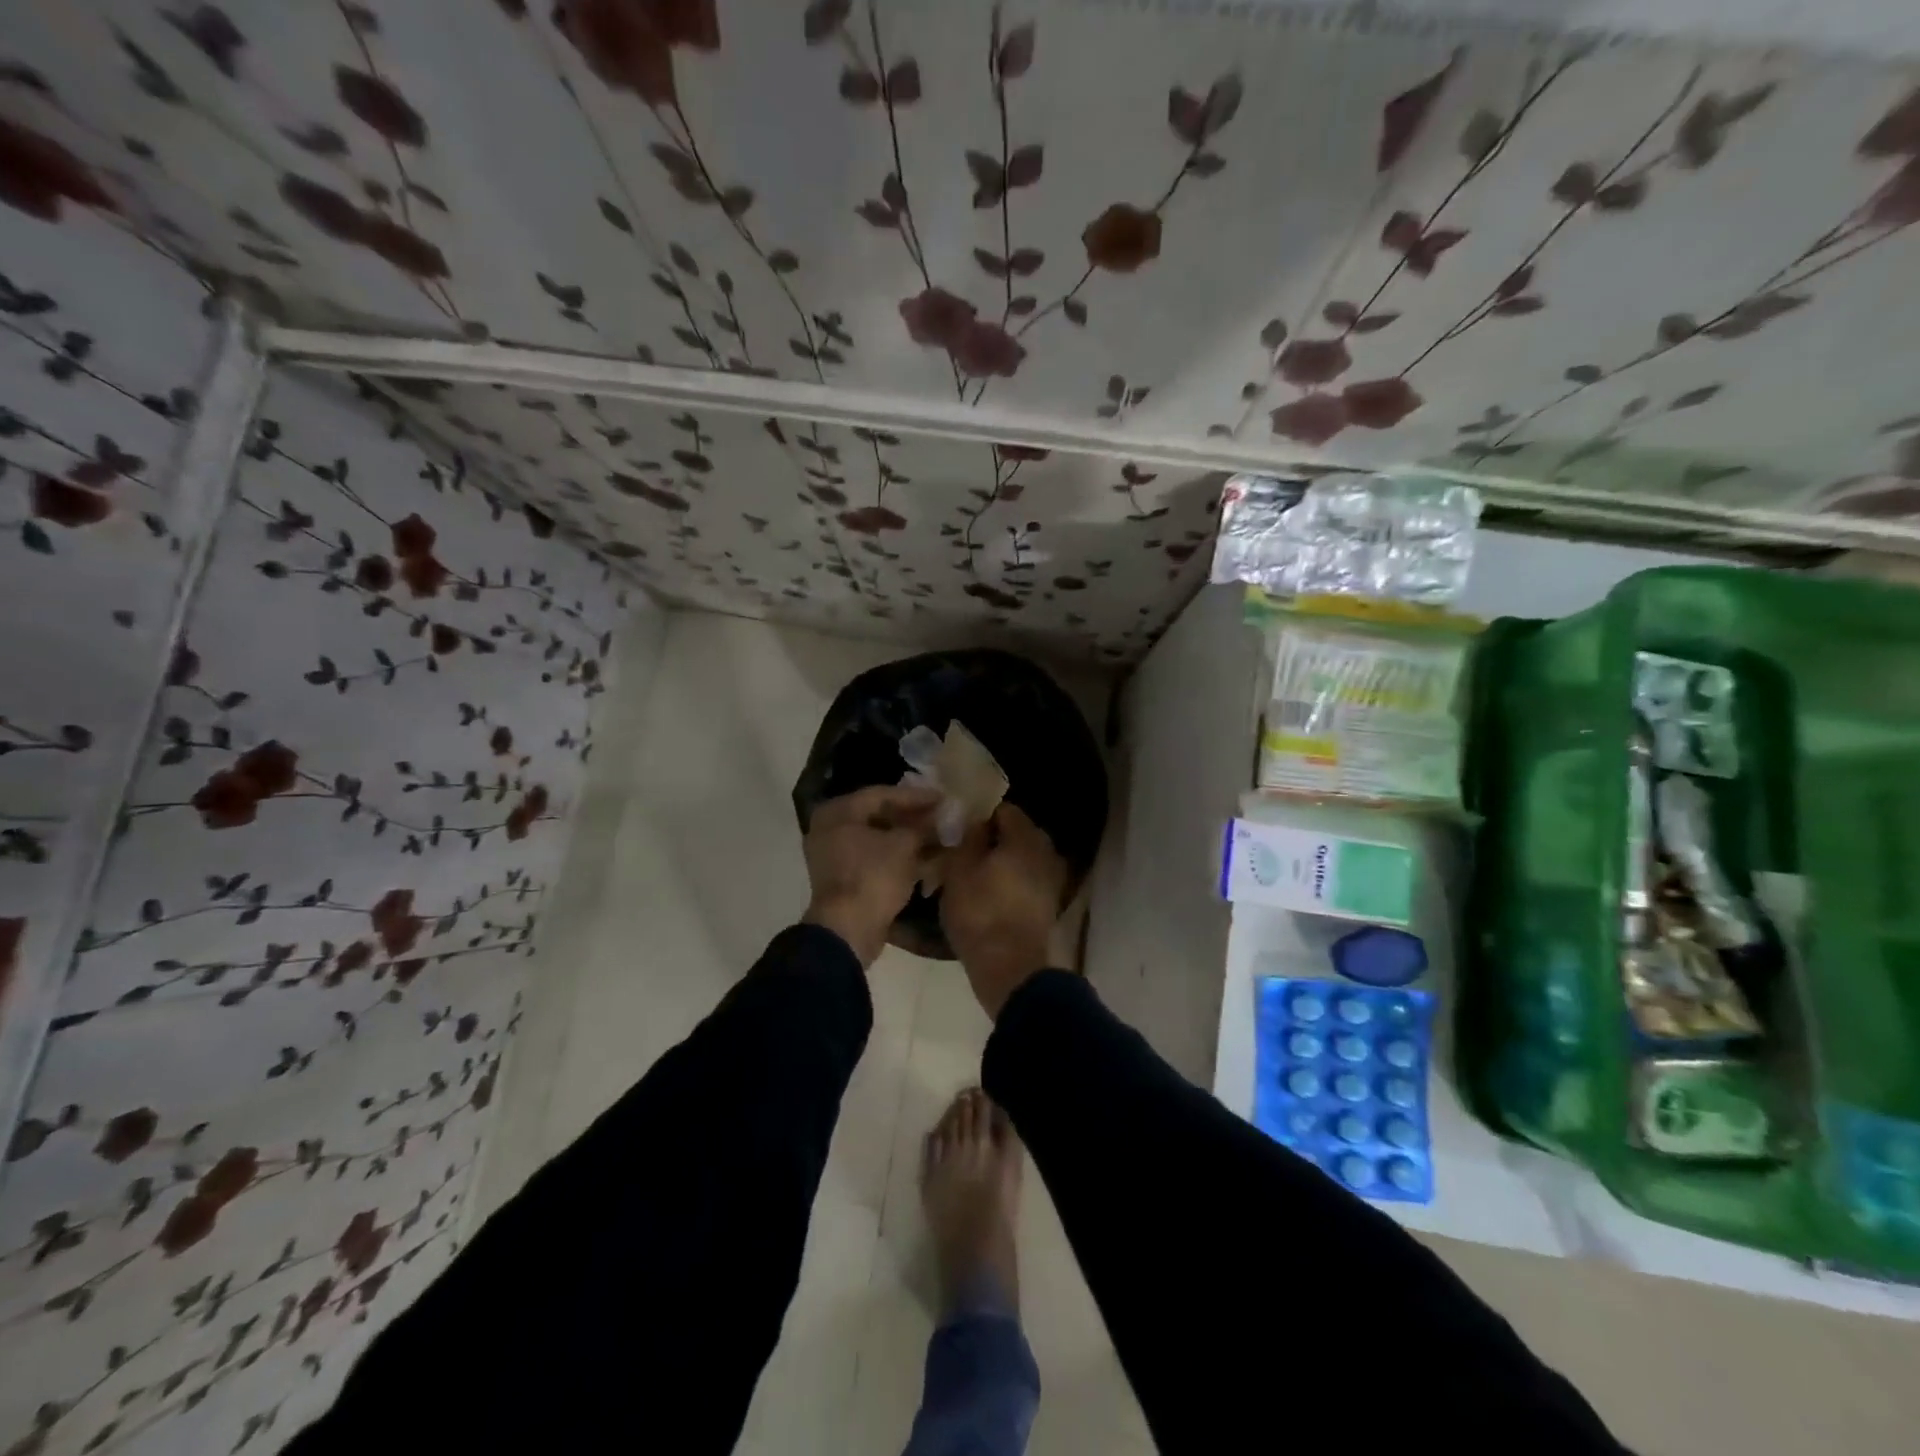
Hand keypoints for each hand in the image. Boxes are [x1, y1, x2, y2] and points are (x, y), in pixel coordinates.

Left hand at [802, 784, 940, 967]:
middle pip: (877, 815)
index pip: (882, 794)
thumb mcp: (905, 846)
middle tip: (939, 816)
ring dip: (906, 837)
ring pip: (876, 838)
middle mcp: (829, 828)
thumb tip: (938, 818)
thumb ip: (922, 826)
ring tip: (936, 837)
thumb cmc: (874, 877)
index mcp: (838, 812)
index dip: (915, 796)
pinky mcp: (841, 878)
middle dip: (911, 817)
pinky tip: (922, 858)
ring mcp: (832, 854)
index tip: (942, 798)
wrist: (848, 930)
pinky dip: (895, 855)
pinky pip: (871, 857)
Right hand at [940, 802, 1069, 1019]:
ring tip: (972, 876)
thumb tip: (975, 819)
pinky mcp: (1047, 905)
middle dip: (992, 839)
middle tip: (963, 851)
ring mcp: (1051, 880)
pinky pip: (1025, 881)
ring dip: (1000, 863)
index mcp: (1025, 837)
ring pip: (1021, 859)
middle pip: (1015, 834)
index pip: (1003, 809)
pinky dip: (1009, 883)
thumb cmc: (980, 913)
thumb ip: (968, 837)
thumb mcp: (960, 869)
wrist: (1010, 969)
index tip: (959, 828)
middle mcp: (1045, 852)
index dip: (979, 815)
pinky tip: (987, 895)